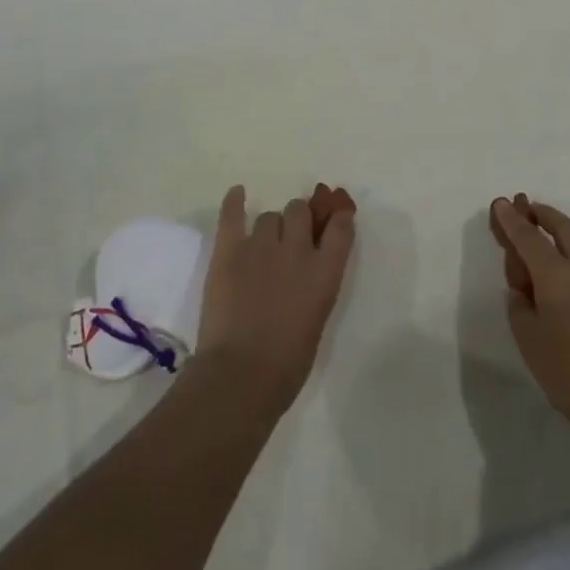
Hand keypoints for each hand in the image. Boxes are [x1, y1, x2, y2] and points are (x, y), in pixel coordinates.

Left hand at [195, 183, 355, 418]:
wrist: (240, 376)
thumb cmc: (286, 364)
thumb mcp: (316, 319)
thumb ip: (315, 287)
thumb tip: (306, 274)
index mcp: (325, 272)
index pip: (340, 227)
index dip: (338, 217)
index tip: (336, 216)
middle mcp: (297, 250)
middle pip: (300, 211)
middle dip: (297, 220)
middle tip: (290, 239)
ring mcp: (261, 246)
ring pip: (269, 217)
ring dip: (270, 227)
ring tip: (262, 245)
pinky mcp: (229, 251)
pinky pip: (233, 214)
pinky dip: (234, 201)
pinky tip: (237, 193)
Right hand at [488, 194, 569, 437]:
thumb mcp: (529, 340)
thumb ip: (520, 305)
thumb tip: (524, 288)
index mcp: (557, 274)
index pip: (528, 236)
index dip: (511, 220)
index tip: (500, 202)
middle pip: (561, 227)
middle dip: (541, 214)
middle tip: (524, 206)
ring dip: (560, 230)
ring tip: (545, 230)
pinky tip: (568, 266)